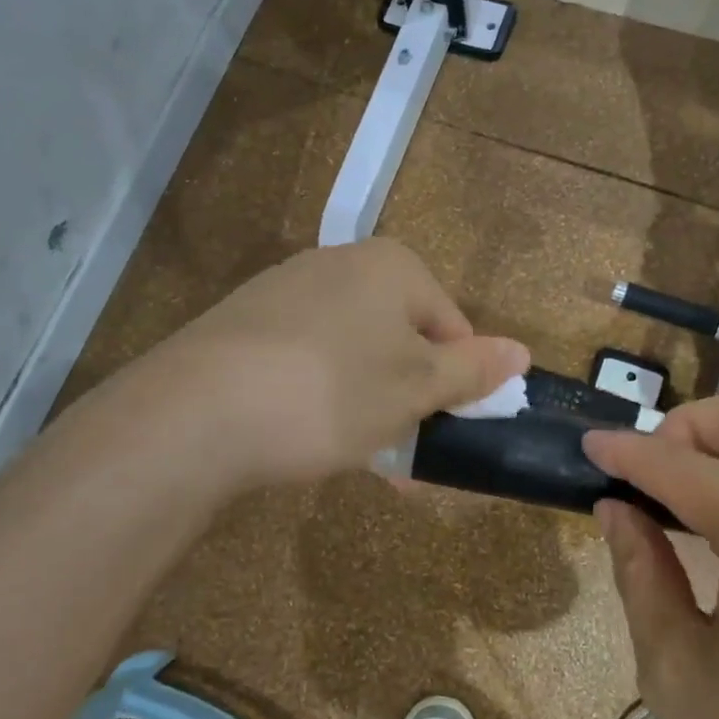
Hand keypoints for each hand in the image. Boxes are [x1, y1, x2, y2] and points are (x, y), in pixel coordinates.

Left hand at [135, 239, 528, 492]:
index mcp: (391, 266)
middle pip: (401, 337)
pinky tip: (307, 434)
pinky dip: (321, 395)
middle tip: (404, 455)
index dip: (457, 382)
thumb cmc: (330, 393)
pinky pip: (308, 358)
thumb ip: (473, 369)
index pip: (451, 325)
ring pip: (354, 352)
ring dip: (369, 403)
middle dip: (409, 398)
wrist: (195, 413)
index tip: (445, 433)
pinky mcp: (247, 322)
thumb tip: (523, 351)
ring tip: (358, 453)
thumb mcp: (415, 389)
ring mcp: (287, 289)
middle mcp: (340, 263)